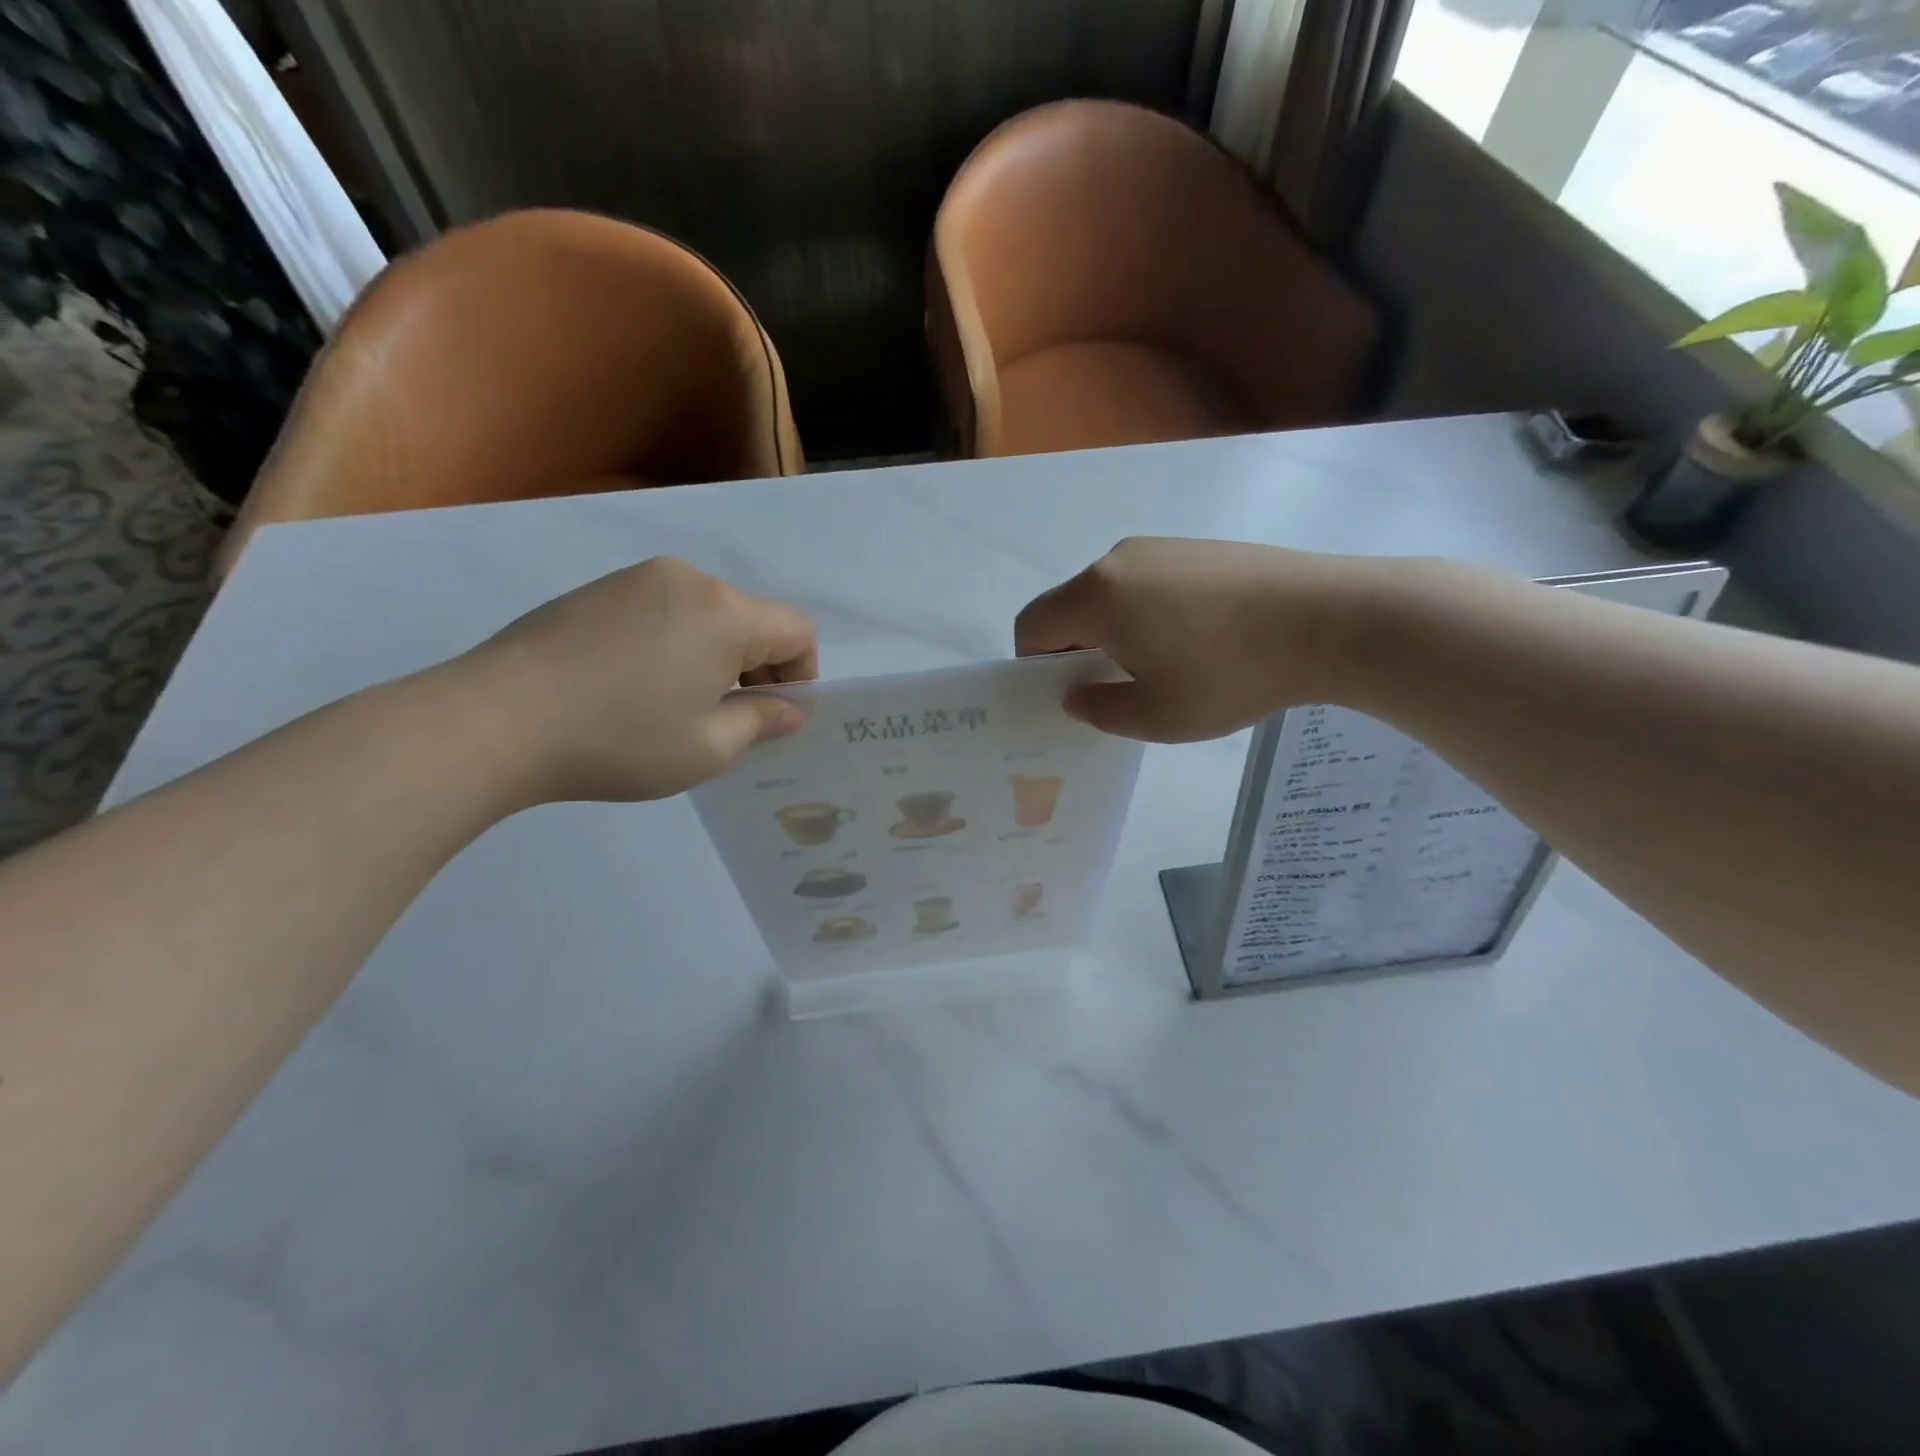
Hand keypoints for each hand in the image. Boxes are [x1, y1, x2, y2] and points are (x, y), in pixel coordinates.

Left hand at [451, 557, 816, 802]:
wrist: (496, 720)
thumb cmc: (620, 740)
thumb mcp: (708, 748)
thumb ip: (761, 722)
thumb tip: (789, 709)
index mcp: (725, 613)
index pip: (796, 630)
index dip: (802, 675)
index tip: (775, 716)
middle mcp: (688, 580)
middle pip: (752, 619)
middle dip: (757, 667)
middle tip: (730, 720)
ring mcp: (637, 579)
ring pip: (707, 614)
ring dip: (714, 656)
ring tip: (677, 706)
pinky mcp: (598, 590)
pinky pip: (663, 611)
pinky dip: (674, 644)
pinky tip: (636, 687)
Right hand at [1015, 538, 1377, 741]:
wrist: (1330, 619)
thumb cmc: (1229, 674)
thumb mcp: (1156, 716)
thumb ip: (1100, 710)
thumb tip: (1075, 696)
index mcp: (1096, 596)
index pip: (1032, 624)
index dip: (1034, 664)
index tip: (1069, 694)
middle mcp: (1118, 560)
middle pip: (1070, 607)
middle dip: (1077, 650)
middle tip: (1116, 689)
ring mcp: (1161, 547)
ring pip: (1110, 594)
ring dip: (1115, 632)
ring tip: (1164, 667)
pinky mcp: (1196, 547)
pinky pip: (1148, 583)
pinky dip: (1148, 613)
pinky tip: (1196, 640)